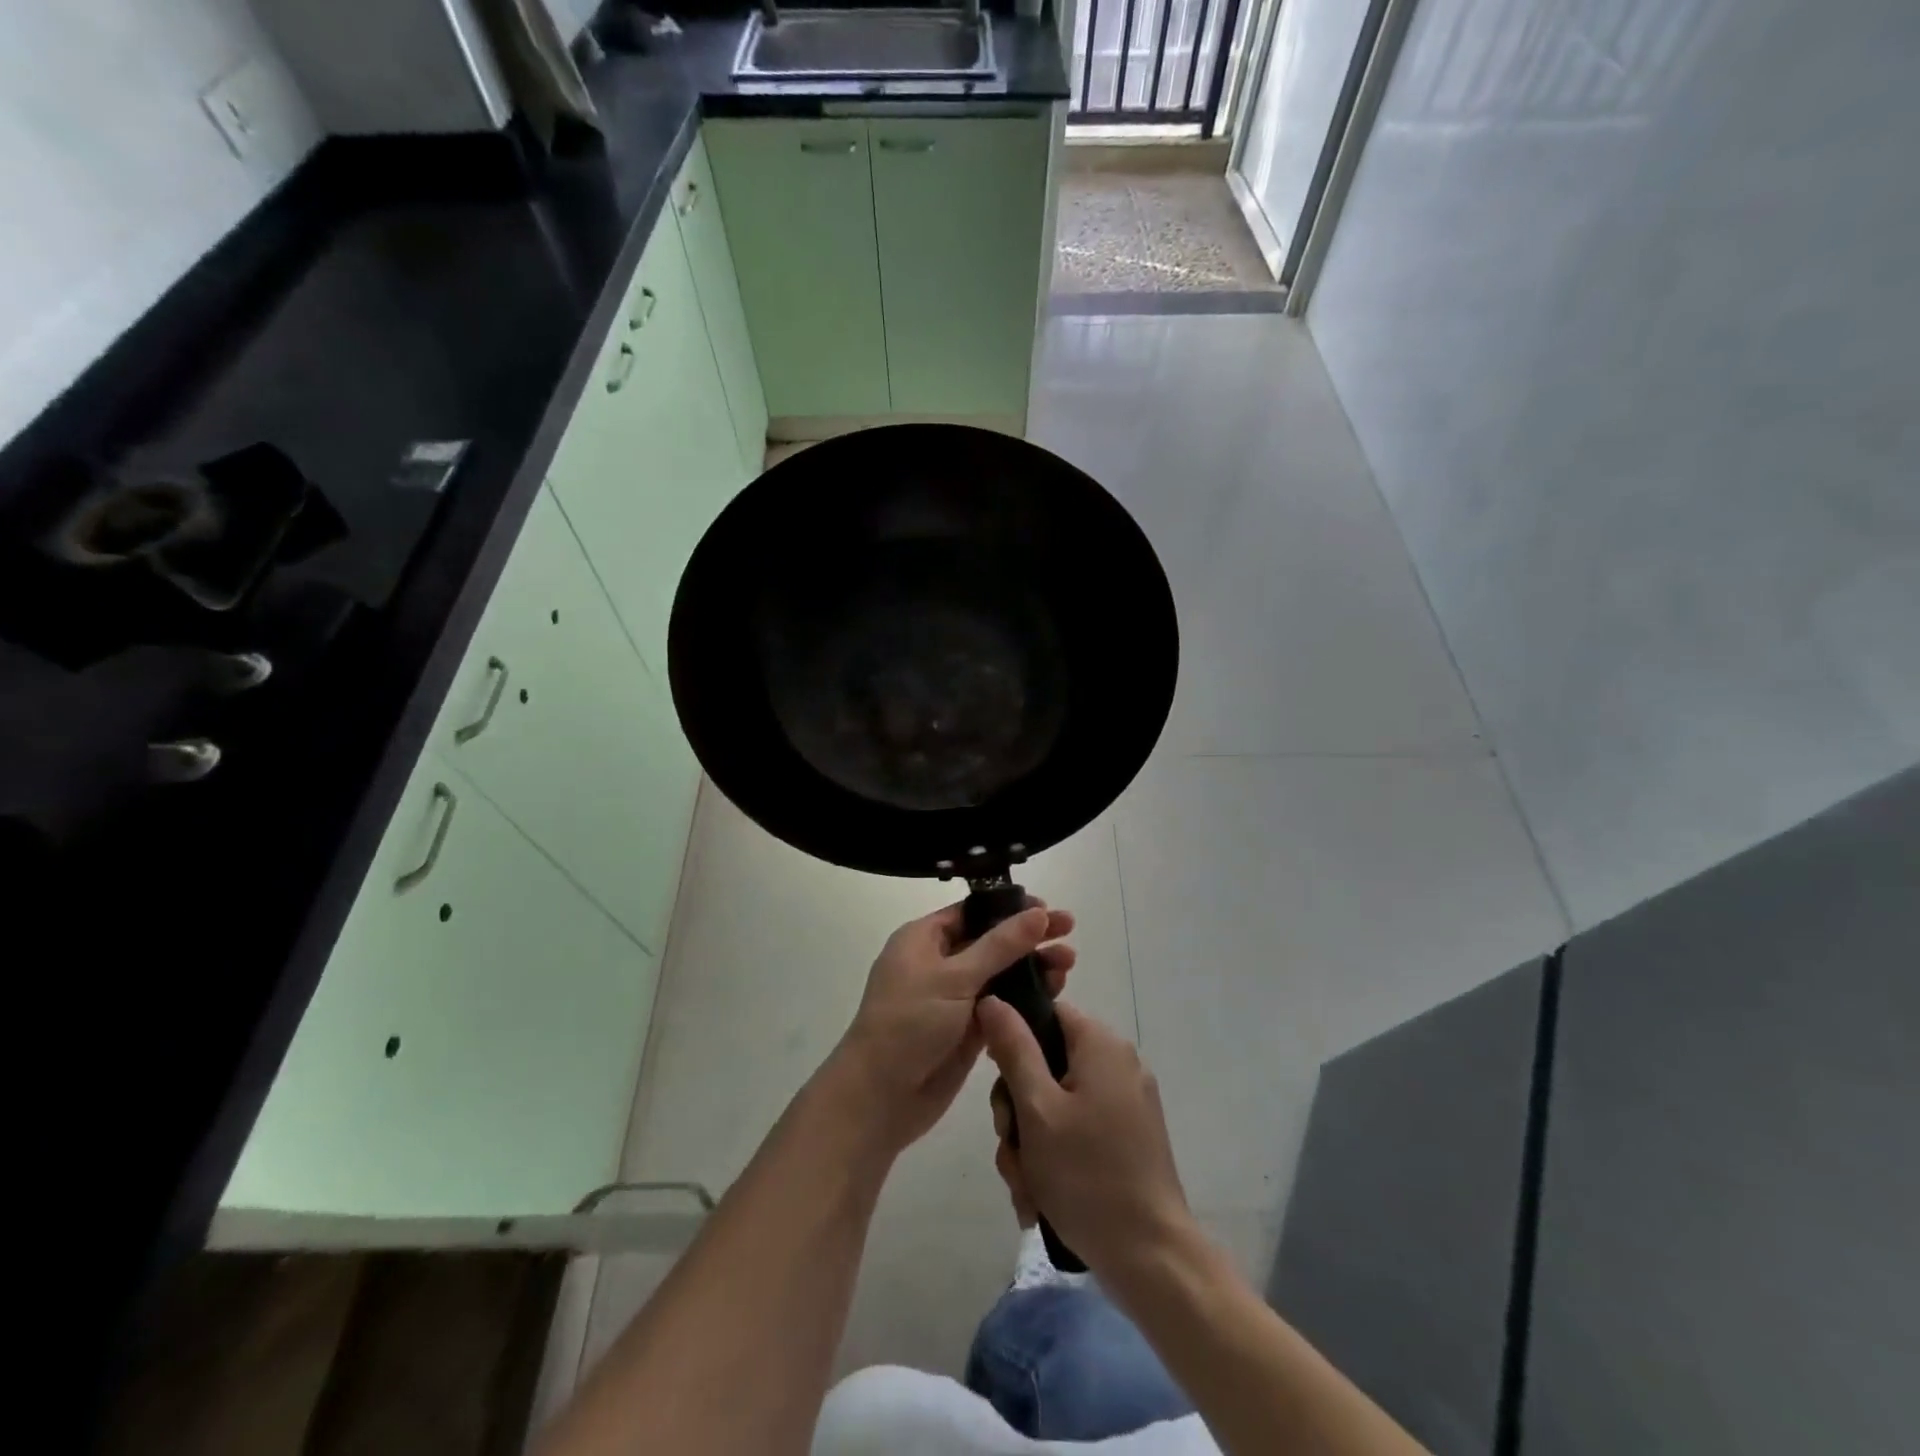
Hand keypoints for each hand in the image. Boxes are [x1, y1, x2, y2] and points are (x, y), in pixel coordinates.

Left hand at [826, 902, 1074, 1155]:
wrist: (880, 1097)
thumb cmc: (909, 1023)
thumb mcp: (954, 977)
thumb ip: (1000, 946)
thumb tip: (1037, 913)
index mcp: (923, 939)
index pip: (972, 912)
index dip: (1009, 908)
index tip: (1046, 909)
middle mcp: (938, 963)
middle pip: (991, 941)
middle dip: (1028, 937)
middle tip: (1069, 931)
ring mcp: (953, 998)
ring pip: (1000, 974)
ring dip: (1032, 968)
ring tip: (1068, 964)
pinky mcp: (967, 1030)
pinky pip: (1001, 1005)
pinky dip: (1025, 999)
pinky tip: (1055, 995)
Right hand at [977, 998, 1192, 1275]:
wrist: (1152, 1260)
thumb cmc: (1087, 1175)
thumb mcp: (1037, 1109)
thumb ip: (1013, 1048)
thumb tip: (992, 999)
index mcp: (1101, 1045)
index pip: (1046, 1013)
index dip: (1013, 1041)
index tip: (999, 1085)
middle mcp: (1118, 1064)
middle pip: (1046, 1064)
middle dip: (1018, 1111)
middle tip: (1012, 1149)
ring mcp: (1126, 1103)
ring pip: (1056, 1104)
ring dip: (1031, 1144)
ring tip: (1027, 1188)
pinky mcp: (1129, 1138)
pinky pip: (1078, 1130)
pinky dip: (1055, 1158)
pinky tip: (1041, 1199)